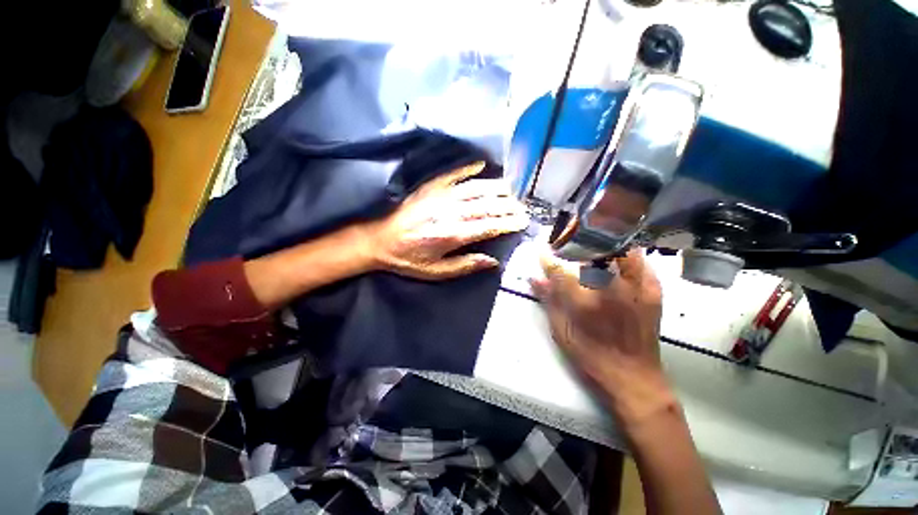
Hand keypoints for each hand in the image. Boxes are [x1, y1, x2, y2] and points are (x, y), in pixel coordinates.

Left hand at [362, 162, 528, 280]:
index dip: (508, 223)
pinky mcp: (430, 188)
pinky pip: (453, 174)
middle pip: (486, 205)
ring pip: (475, 188)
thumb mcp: (436, 272)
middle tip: (522, 207)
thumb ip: (465, 265)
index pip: (488, 226)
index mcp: (452, 235)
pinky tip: (481, 164)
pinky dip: (468, 168)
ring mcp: (440, 197)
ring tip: (511, 190)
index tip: (522, 222)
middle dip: (508, 206)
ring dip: (496, 188)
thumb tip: (493, 261)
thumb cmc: (408, 259)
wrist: (379, 241)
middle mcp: (450, 213)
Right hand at [531, 249, 671, 420]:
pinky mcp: (653, 291)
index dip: (548, 258)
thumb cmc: (591, 357)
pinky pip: (640, 260)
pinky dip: (626, 253)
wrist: (634, 377)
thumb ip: (549, 301)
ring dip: (603, 243)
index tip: (542, 252)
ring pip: (619, 249)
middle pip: (591, 251)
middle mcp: (610, 289)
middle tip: (566, 244)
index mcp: (584, 302)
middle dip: (575, 243)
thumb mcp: (561, 332)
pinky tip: (615, 257)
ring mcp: (635, 288)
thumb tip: (534, 278)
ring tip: (591, 244)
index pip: (560, 270)